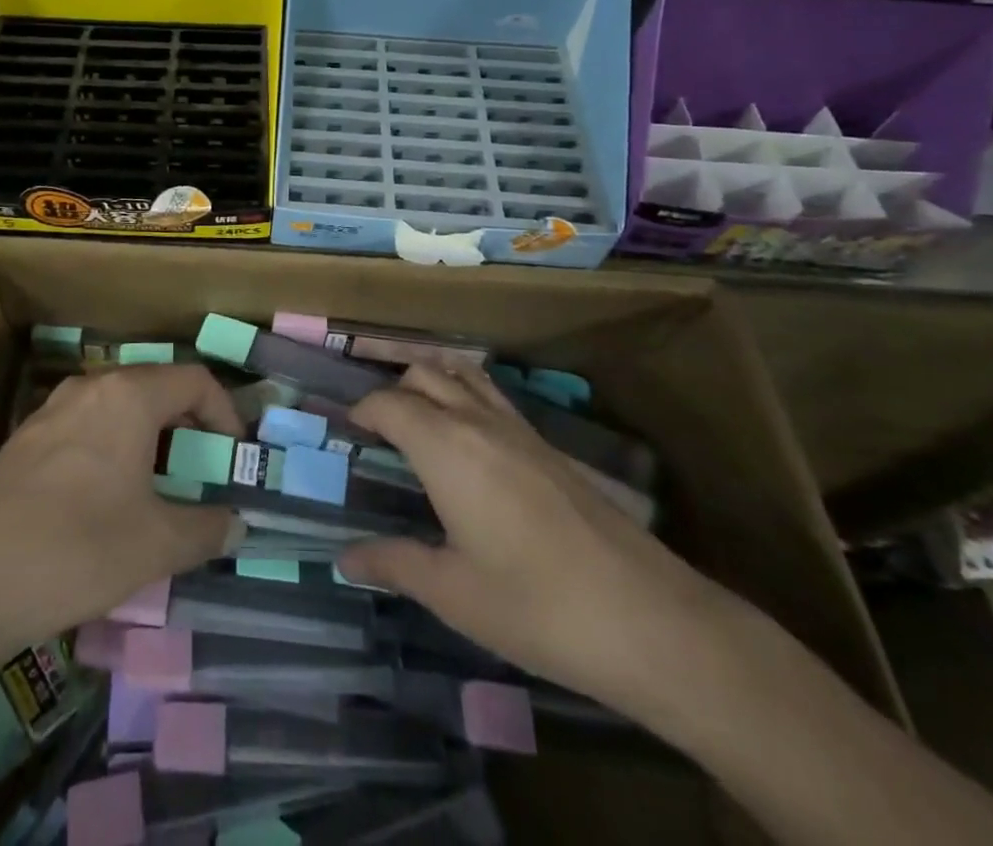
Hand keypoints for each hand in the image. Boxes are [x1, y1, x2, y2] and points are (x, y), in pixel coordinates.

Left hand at [0, 364, 243, 677]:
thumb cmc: (74, 550)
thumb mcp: (155, 545)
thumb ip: (207, 529)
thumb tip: (237, 524)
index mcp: (128, 396)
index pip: (195, 380)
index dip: (226, 414)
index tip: (234, 459)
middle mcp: (90, 388)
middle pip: (156, 389)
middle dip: (188, 428)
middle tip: (202, 474)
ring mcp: (50, 412)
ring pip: (119, 410)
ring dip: (149, 441)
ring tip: (158, 491)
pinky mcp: (23, 442)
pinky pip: (86, 430)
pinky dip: (113, 451)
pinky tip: (105, 503)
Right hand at [338, 365, 730, 719]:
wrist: (647, 617)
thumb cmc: (535, 605)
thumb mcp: (453, 593)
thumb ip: (395, 564)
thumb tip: (345, 558)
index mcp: (445, 447)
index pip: (389, 404)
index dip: (362, 410)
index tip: (347, 431)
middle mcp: (478, 422)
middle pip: (425, 374)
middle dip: (393, 388)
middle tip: (376, 426)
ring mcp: (519, 429)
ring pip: (463, 375)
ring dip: (433, 382)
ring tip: (417, 416)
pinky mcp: (548, 446)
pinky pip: (493, 397)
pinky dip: (467, 395)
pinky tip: (471, 441)